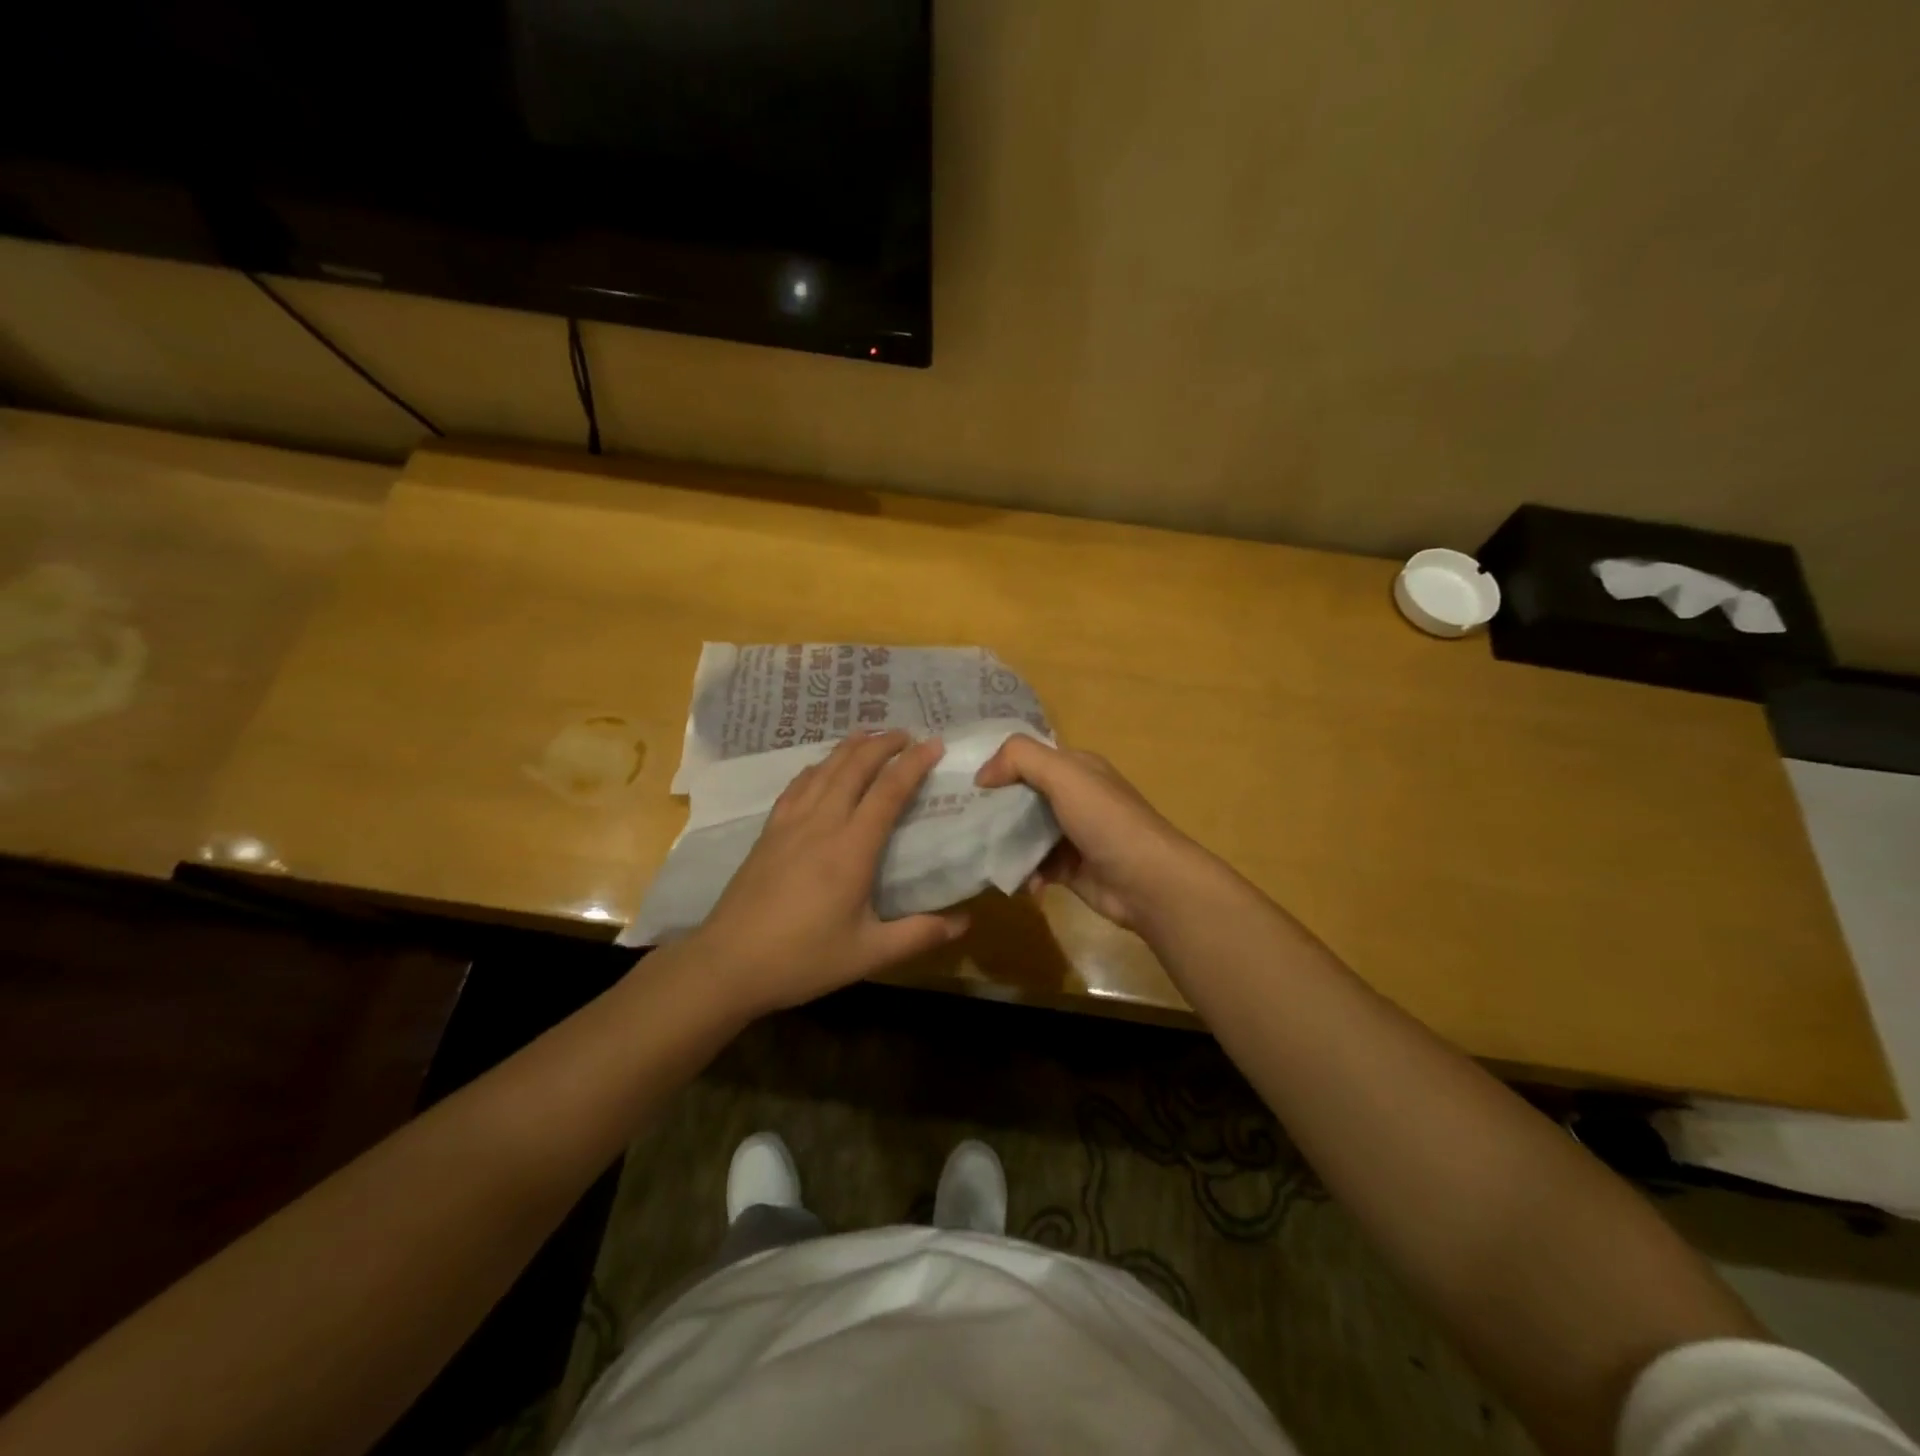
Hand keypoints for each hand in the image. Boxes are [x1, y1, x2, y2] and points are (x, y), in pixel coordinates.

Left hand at [690, 729, 968, 1018]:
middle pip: (854, 768)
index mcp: (851, 849)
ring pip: (824, 770)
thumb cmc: (802, 959)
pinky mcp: (768, 832)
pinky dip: (817, 766)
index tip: (934, 743)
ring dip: (850, 747)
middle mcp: (822, 824)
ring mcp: (790, 824)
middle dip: (883, 744)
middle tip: (906, 733)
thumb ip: (919, 935)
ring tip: (869, 735)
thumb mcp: (868, 954)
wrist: (727, 964)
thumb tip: (966, 922)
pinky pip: (797, 785)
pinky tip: (821, 767)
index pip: (889, 792)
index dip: (914, 763)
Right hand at [974, 736, 1215, 933]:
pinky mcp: (1070, 869)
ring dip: (1006, 846)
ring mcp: (1072, 835)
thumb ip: (1020, 759)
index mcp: (1076, 769)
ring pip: (1025, 834)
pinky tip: (1022, 883)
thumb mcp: (1064, 774)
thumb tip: (982, 775)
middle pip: (1022, 797)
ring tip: (982, 856)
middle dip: (994, 810)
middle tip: (961, 822)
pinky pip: (1035, 867)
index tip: (964, 785)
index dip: (998, 768)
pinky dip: (1024, 874)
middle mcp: (1074, 797)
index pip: (1028, 759)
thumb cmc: (1105, 820)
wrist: (1147, 882)